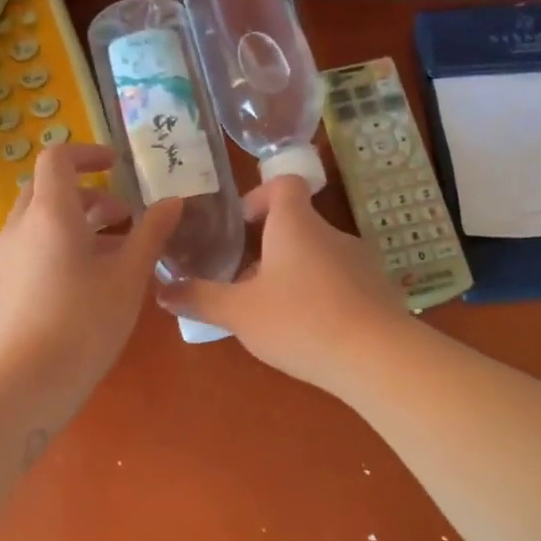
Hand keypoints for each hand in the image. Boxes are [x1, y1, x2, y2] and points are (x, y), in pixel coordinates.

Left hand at [0, 143, 180, 425]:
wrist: (19, 387)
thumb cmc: (83, 325)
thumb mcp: (128, 278)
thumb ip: (151, 234)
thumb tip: (174, 201)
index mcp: (50, 214)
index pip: (58, 157)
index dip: (88, 153)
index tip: (117, 167)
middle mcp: (17, 228)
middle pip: (47, 190)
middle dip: (86, 194)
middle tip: (122, 218)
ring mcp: (0, 260)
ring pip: (36, 224)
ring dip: (72, 225)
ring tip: (109, 257)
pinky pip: (26, 252)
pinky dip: (53, 250)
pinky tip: (78, 289)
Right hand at [158, 175, 408, 392]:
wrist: (377, 357)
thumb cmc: (300, 321)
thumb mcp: (239, 313)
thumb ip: (200, 299)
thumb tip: (161, 291)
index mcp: (296, 225)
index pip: (284, 184)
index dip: (260, 195)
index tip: (242, 224)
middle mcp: (331, 233)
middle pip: (298, 225)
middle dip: (268, 249)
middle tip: (245, 282)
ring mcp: (360, 261)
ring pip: (318, 256)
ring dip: (295, 274)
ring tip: (276, 312)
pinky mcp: (378, 291)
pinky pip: (341, 282)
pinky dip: (322, 295)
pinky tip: (312, 331)